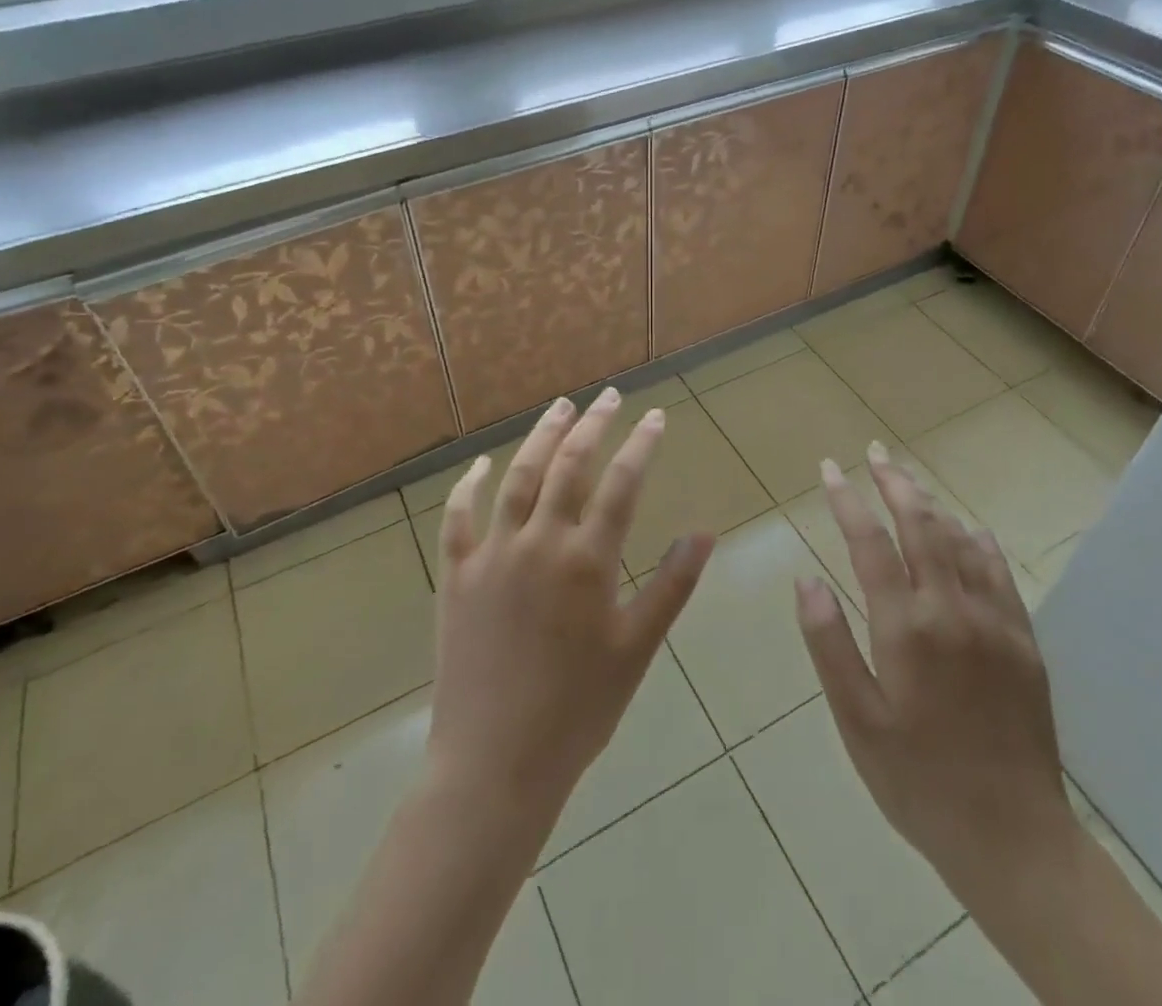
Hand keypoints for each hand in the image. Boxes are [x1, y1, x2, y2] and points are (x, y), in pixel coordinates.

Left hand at [427, 388, 713, 815]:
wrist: (495, 764)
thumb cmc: (578, 711)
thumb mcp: (636, 649)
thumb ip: (671, 585)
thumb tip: (704, 532)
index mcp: (587, 560)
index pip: (621, 483)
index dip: (641, 444)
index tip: (655, 416)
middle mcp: (539, 543)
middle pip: (569, 465)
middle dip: (594, 425)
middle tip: (609, 396)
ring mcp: (492, 555)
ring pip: (518, 477)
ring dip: (541, 437)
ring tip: (560, 407)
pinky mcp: (457, 576)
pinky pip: (459, 519)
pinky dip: (469, 487)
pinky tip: (480, 466)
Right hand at [795, 444, 1077, 911]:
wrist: (1013, 839)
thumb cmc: (916, 780)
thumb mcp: (856, 719)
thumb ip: (829, 643)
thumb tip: (806, 578)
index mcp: (905, 628)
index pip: (871, 544)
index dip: (847, 501)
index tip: (830, 469)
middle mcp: (951, 611)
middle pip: (921, 526)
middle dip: (895, 483)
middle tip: (875, 452)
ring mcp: (994, 623)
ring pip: (960, 541)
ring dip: (931, 505)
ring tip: (909, 480)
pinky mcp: (1023, 642)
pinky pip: (999, 574)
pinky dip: (978, 542)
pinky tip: (969, 529)